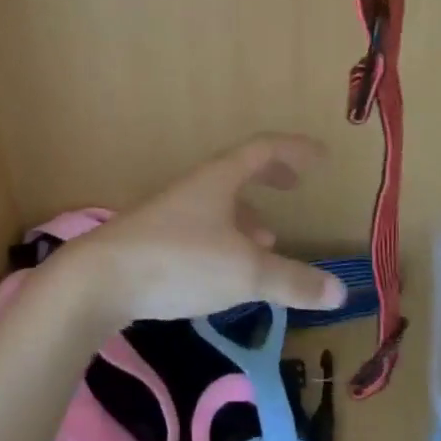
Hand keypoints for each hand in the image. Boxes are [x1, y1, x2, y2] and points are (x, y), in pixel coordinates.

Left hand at [52, 134, 345, 330]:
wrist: (99, 280)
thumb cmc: (180, 262)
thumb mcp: (246, 273)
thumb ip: (293, 281)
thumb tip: (341, 291)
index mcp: (219, 179)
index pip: (264, 149)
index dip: (295, 150)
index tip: (321, 155)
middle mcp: (195, 188)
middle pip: (239, 171)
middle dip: (270, 176)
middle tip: (294, 186)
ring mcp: (171, 213)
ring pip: (219, 203)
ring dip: (247, 215)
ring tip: (267, 240)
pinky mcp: (154, 241)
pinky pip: (202, 228)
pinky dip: (226, 240)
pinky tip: (226, 271)